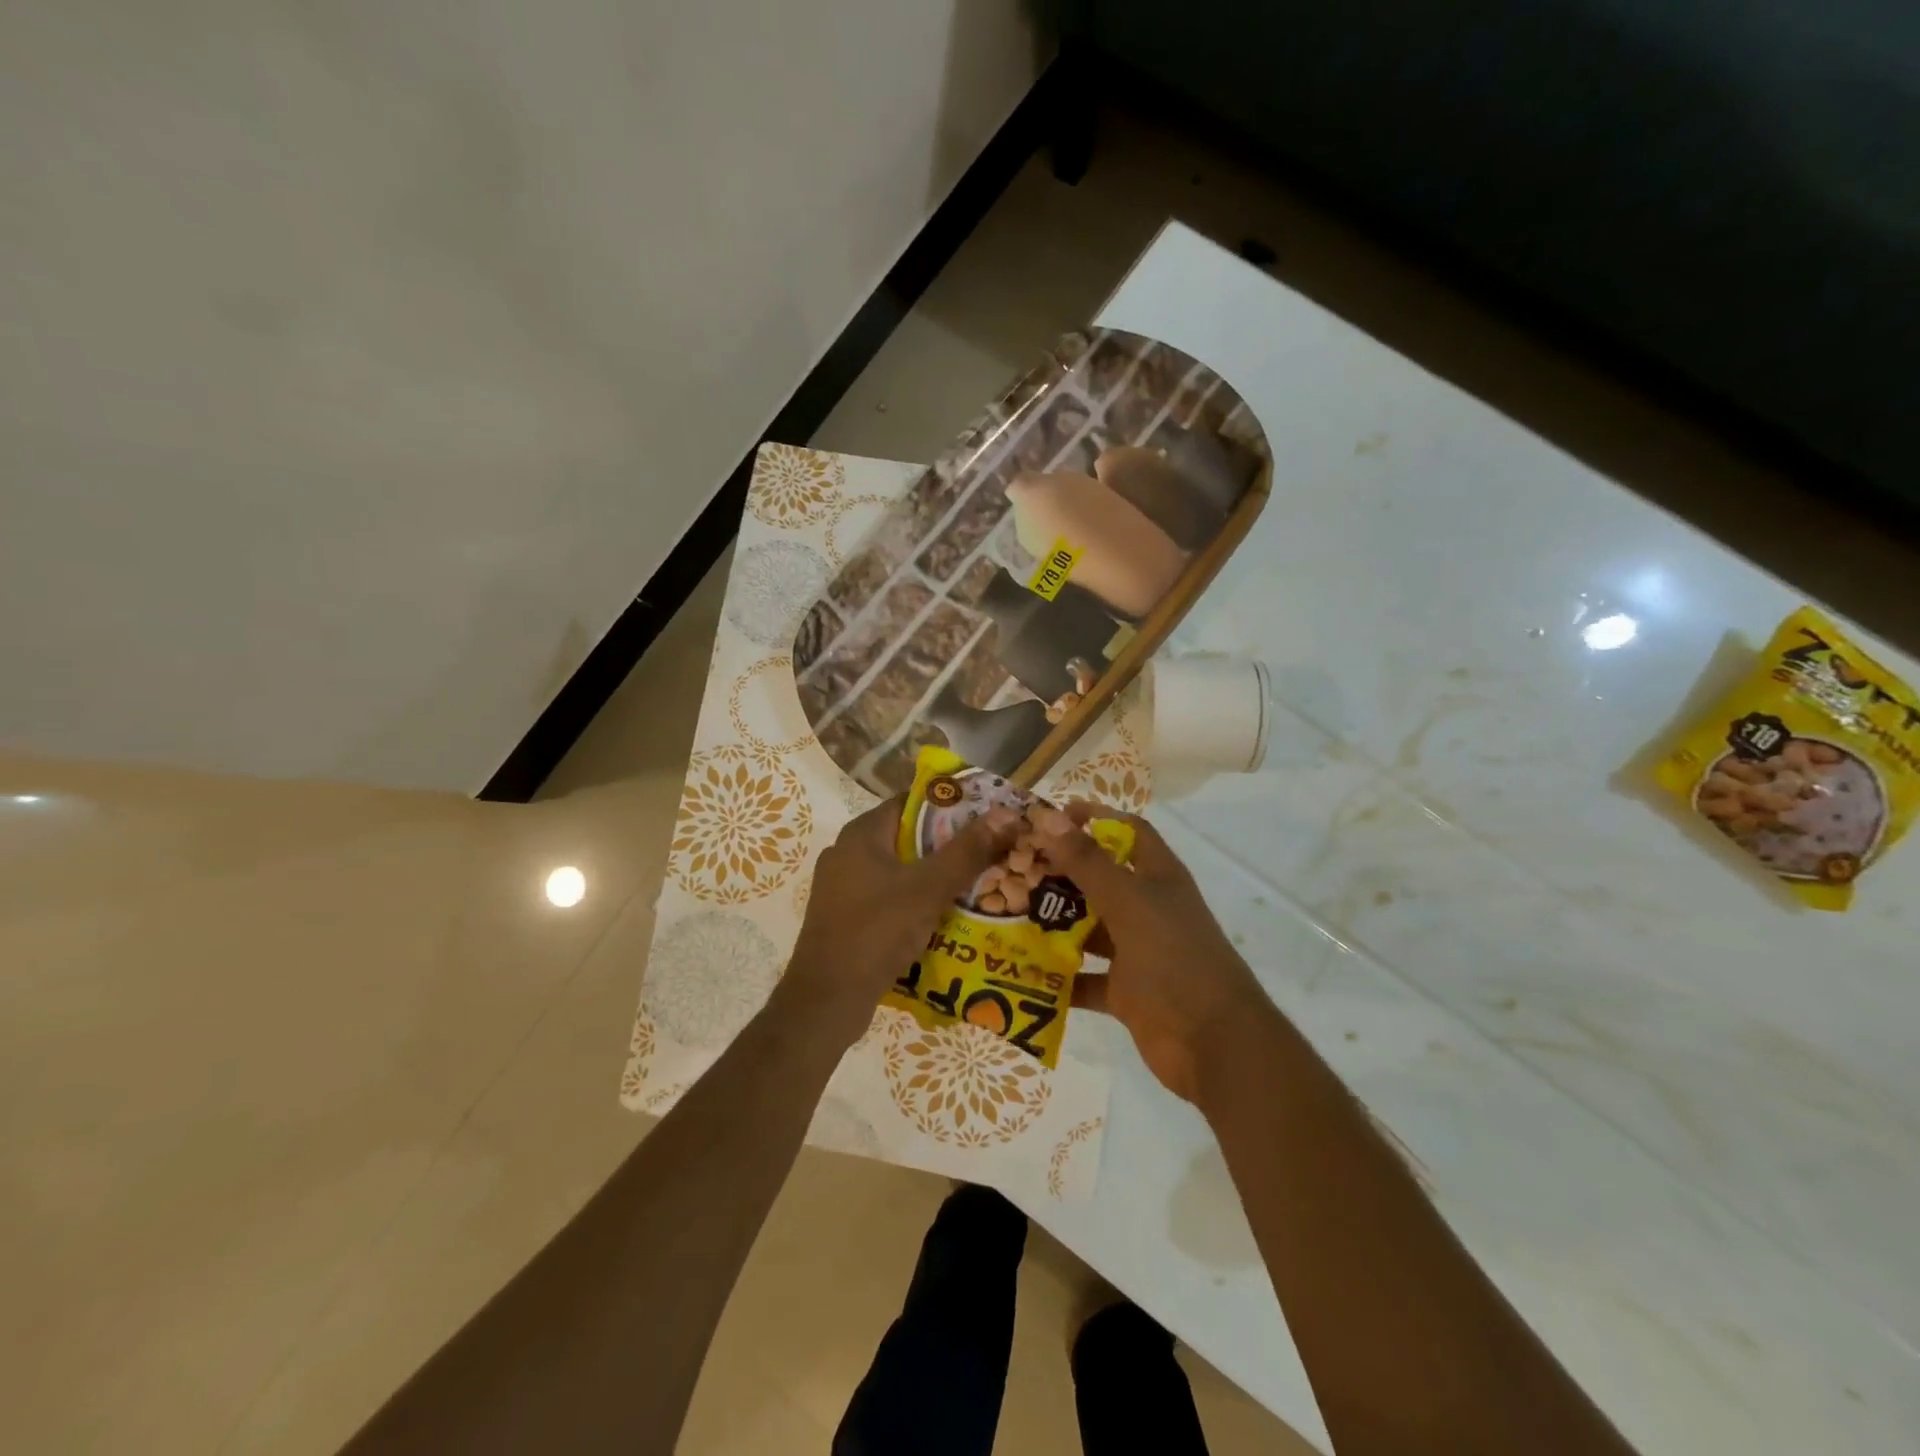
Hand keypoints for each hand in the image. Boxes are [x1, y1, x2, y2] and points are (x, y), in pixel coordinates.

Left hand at [781, 794, 1019, 1045]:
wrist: (826, 1001)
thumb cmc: (875, 932)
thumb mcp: (928, 888)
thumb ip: (967, 851)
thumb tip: (1007, 814)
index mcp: (861, 834)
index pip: (912, 801)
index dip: (952, 804)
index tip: (988, 815)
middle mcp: (848, 852)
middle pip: (909, 836)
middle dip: (950, 844)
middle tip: (992, 852)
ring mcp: (844, 887)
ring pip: (901, 870)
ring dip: (936, 876)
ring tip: (980, 883)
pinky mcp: (847, 917)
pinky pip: (891, 897)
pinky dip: (917, 901)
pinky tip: (946, 916)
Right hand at [1032, 804, 1268, 1102]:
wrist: (1214, 1045)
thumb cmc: (1175, 960)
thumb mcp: (1129, 903)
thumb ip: (1087, 863)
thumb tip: (1048, 818)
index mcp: (1158, 878)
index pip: (1128, 832)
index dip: (1095, 818)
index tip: (1051, 818)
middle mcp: (1147, 909)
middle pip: (1100, 879)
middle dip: (1060, 873)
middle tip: (1014, 869)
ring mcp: (1137, 952)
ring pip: (1088, 929)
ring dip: (1054, 924)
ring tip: (1007, 915)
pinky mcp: (1125, 992)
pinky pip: (1084, 978)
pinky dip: (1059, 976)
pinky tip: (1022, 971)